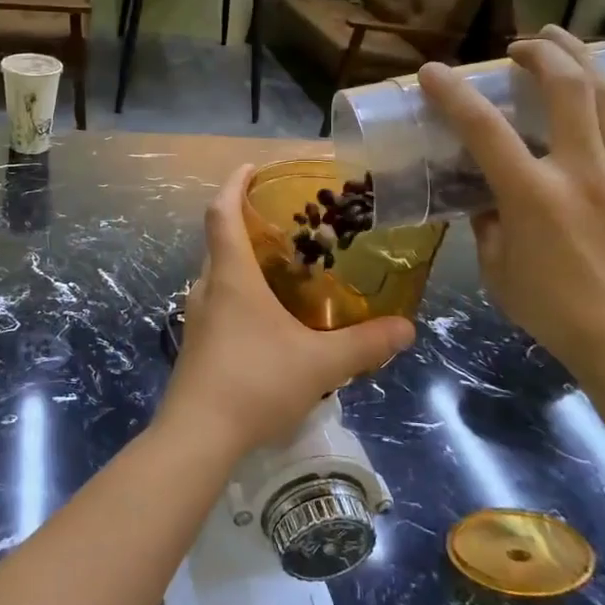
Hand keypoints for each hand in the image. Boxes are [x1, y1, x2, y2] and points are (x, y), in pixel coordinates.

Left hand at [160, 165, 414, 457]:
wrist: (198, 436)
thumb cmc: (255, 383)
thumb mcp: (320, 364)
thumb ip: (365, 344)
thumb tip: (407, 328)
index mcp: (231, 277)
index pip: (222, 213)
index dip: (234, 184)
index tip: (252, 168)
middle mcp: (208, 288)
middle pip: (220, 241)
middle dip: (247, 223)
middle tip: (287, 223)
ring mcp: (198, 318)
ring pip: (219, 274)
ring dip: (244, 262)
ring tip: (285, 267)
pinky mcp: (197, 344)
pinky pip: (220, 302)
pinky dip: (241, 294)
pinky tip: (270, 318)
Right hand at [418, 27, 604, 384]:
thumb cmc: (551, 308)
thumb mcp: (496, 267)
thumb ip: (486, 222)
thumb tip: (484, 196)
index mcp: (531, 195)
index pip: (483, 129)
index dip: (453, 93)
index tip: (432, 72)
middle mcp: (580, 170)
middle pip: (562, 88)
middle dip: (535, 54)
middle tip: (516, 49)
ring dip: (582, 56)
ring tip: (560, 38)